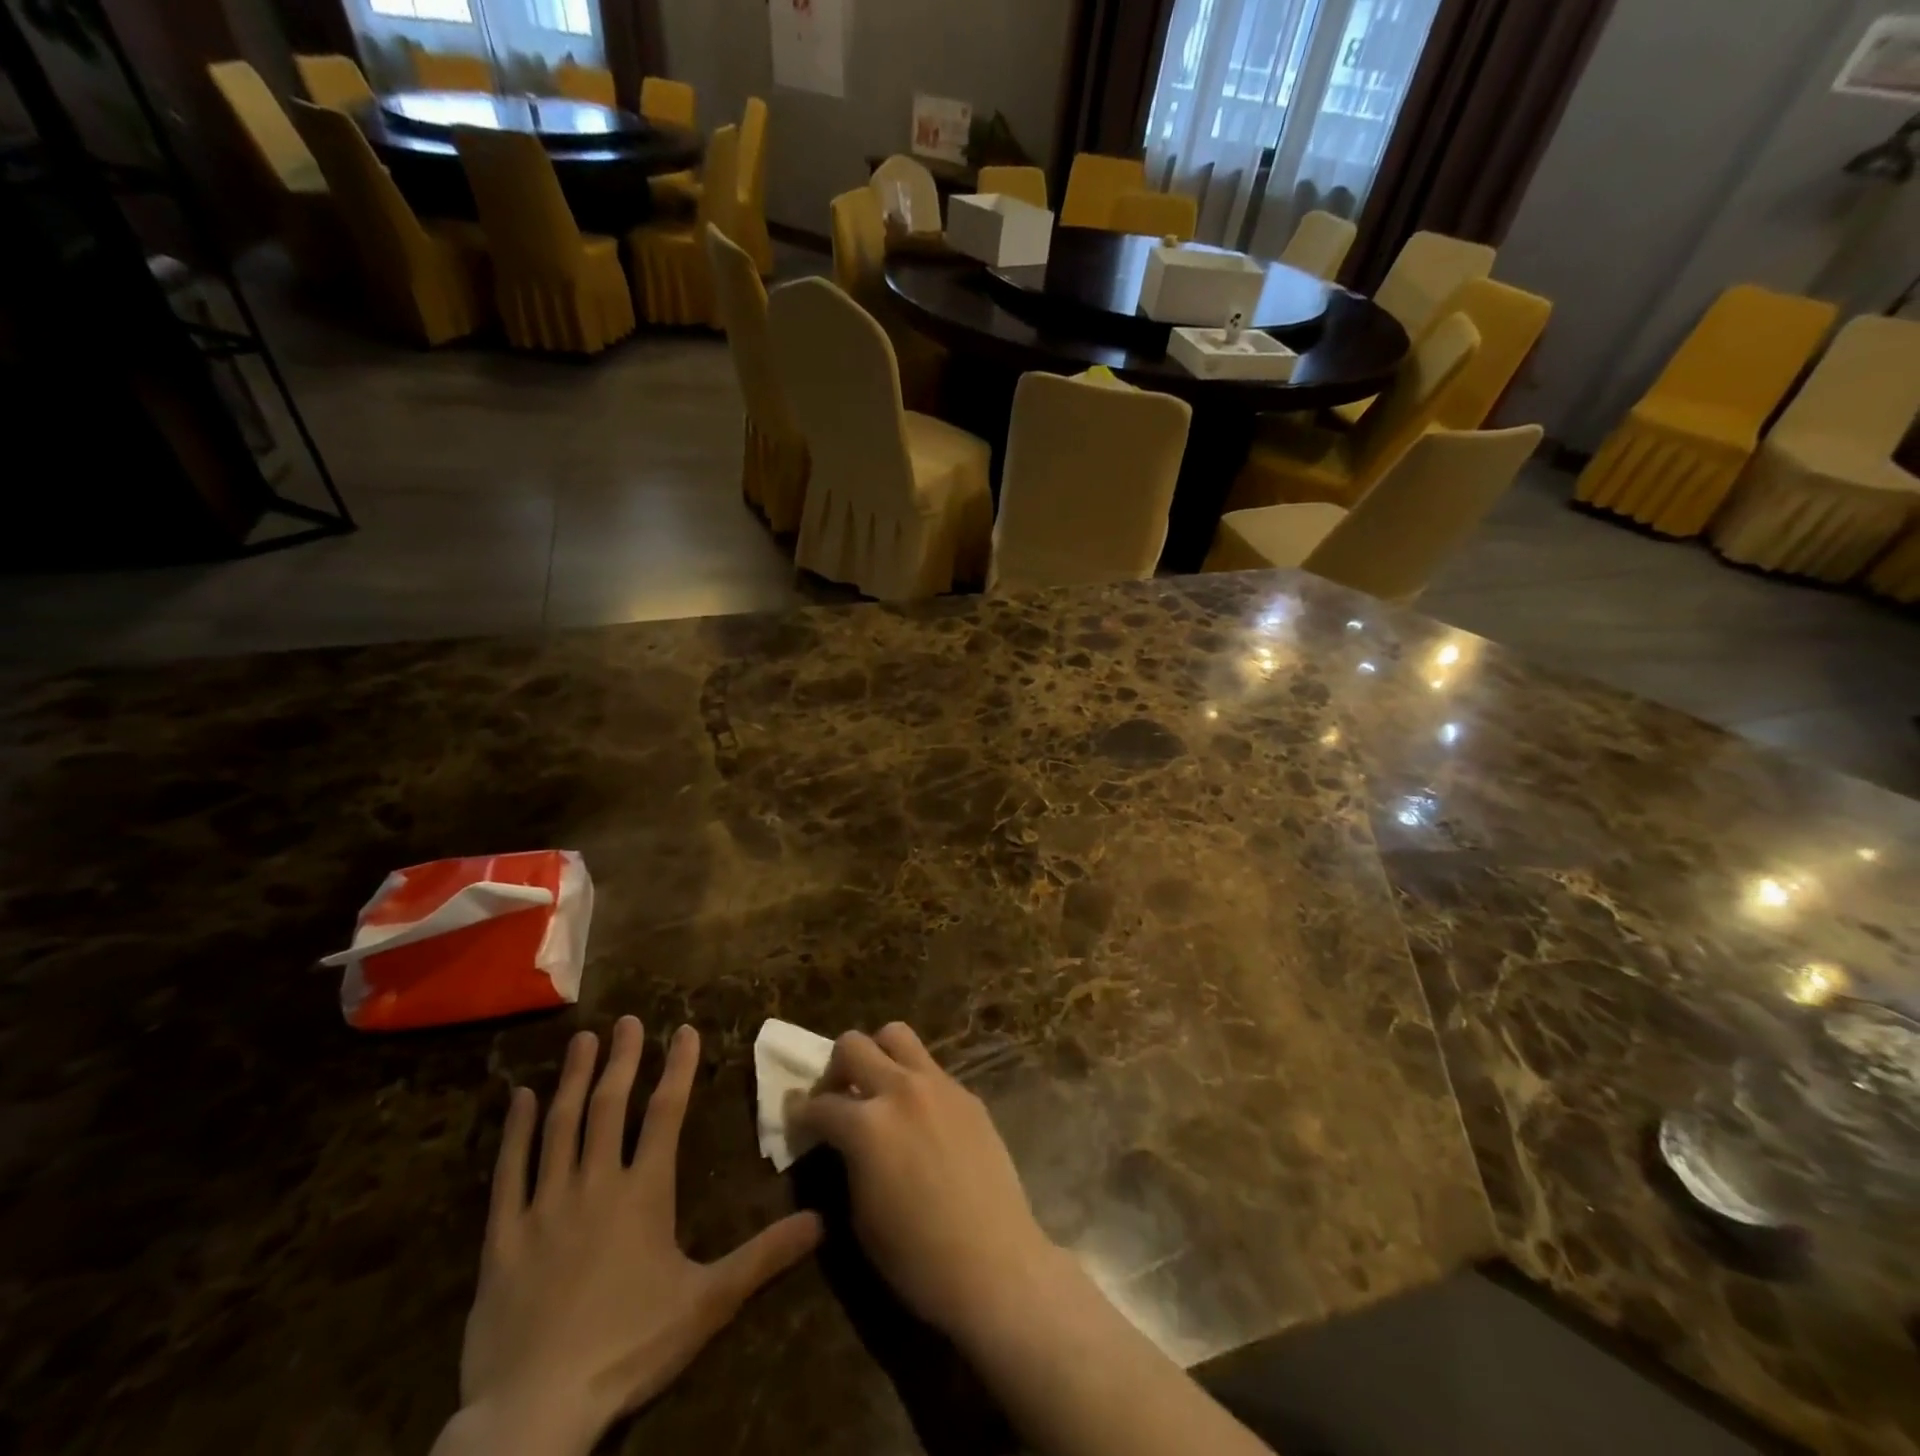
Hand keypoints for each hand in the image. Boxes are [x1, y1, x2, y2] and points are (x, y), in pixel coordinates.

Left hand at [446, 1018, 821, 1455]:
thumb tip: (821, 1220)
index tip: (684, 1030)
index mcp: (643, 1193)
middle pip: (610, 1107)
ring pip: (560, 1127)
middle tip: (627, 1020)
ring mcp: (543, 1207)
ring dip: (574, 1079)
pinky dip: (515, 1131)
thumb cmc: (628, 1348)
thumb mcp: (708, 1302)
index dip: (678, 1068)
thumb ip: (763, 1256)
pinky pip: (508, 1172)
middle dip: (622, 1060)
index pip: (666, 1114)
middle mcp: (594, 1184)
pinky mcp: (502, 1238)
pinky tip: (520, 1098)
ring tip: (583, 1040)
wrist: (535, 1413)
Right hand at [791, 1023, 1059, 1343]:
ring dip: (878, 1055)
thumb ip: (847, 1159)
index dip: (801, 1115)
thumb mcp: (860, 1214)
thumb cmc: (917, 1258)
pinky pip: (930, 1068)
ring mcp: (938, 1085)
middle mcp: (900, 1090)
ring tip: (878, 1089)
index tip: (799, 1121)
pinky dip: (913, 1079)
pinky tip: (918, 1116)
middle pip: (853, 1045)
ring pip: (897, 1035)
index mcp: (866, 1125)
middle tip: (838, 1097)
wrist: (995, 1263)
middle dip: (836, 1068)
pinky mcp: (967, 1093)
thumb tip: (840, 1140)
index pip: (819, 1104)